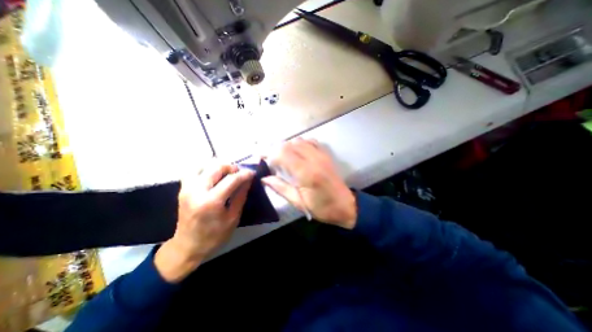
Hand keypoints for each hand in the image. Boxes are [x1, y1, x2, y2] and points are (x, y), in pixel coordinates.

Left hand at [153, 162, 252, 280]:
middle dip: (232, 167)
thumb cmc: (214, 236)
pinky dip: (206, 168)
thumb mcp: (233, 217)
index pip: (231, 179)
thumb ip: (241, 195)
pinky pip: (194, 170)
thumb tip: (248, 180)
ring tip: (227, 174)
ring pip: (204, 165)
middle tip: (240, 174)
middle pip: (217, 167)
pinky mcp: (183, 189)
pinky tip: (213, 175)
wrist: (188, 246)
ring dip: (218, 166)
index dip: (244, 174)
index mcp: (211, 201)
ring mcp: (187, 188)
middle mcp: (197, 191)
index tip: (252, 173)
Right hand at [262, 139, 354, 228]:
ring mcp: (321, 155)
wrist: (346, 205)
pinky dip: (299, 144)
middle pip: (289, 144)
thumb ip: (281, 188)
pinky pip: (309, 141)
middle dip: (275, 149)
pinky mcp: (325, 154)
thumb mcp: (299, 203)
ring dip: (286, 146)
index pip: (283, 153)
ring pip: (298, 140)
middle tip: (270, 160)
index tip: (262, 161)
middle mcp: (314, 159)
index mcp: (307, 173)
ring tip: (282, 158)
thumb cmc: (322, 208)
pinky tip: (296, 153)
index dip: (269, 155)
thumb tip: (264, 178)